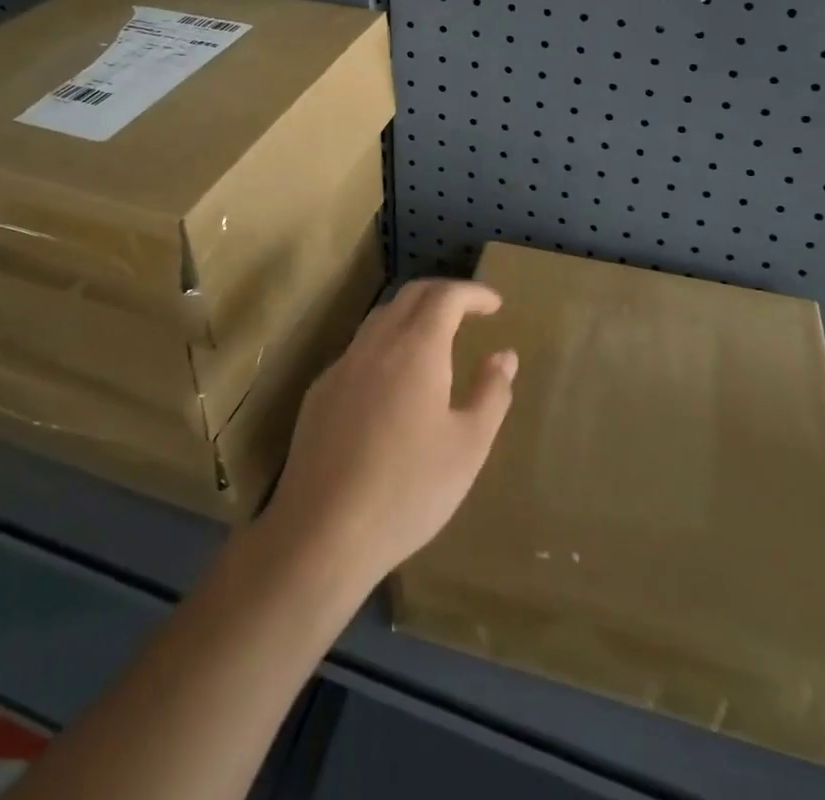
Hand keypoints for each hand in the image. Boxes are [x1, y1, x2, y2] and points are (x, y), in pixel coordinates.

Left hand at [258, 279, 515, 594]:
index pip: (446, 296)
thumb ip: (491, 394)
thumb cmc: (409, 490)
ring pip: (380, 318)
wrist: (322, 532)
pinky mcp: (320, 392)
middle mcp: (376, 344)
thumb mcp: (468, 447)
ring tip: (435, 339)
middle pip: (410, 295)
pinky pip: (359, 349)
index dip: (473, 293)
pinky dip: (386, 344)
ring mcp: (342, 366)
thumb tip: (504, 356)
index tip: (495, 304)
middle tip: (469, 311)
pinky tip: (394, 382)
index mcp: (416, 349)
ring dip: (412, 315)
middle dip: (443, 294)